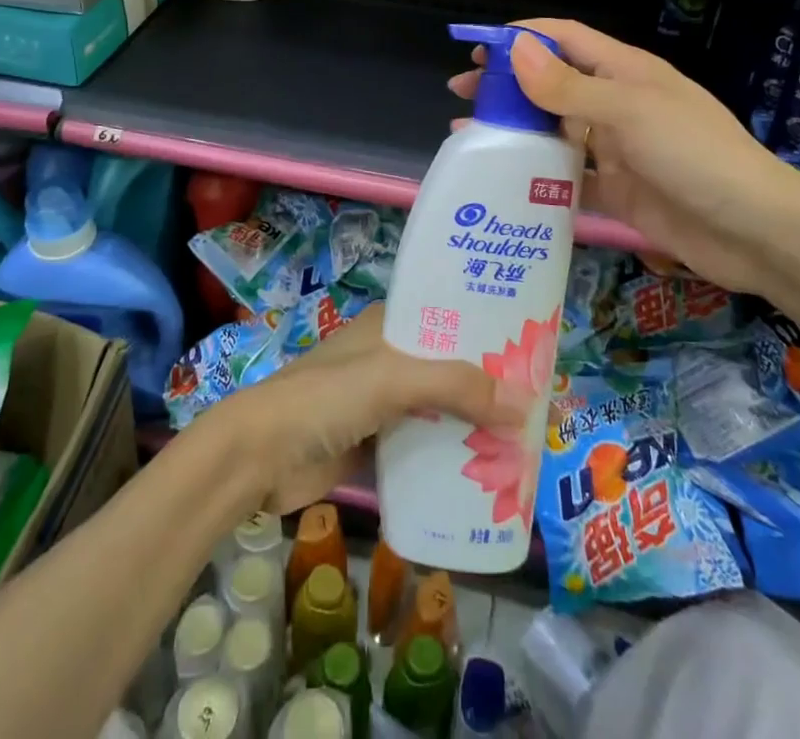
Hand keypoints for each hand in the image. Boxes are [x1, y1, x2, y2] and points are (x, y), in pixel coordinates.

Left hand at [194, 306, 530, 513]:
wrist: (260, 456)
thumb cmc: (326, 397)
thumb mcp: (394, 378)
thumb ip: (457, 386)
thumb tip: (525, 406)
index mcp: (390, 326)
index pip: (450, 319)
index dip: (489, 333)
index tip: (534, 353)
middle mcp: (389, 359)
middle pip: (450, 370)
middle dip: (489, 388)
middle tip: (539, 409)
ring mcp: (382, 404)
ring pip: (440, 412)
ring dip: (473, 427)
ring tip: (524, 445)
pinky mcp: (376, 445)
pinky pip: (424, 448)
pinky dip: (450, 459)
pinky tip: (485, 479)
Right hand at [448, 19, 799, 294]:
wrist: (755, 231)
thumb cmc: (694, 154)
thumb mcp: (629, 111)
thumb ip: (569, 86)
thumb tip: (516, 50)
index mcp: (624, 71)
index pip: (564, 39)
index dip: (521, 38)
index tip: (477, 51)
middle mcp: (616, 104)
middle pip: (552, 84)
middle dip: (508, 86)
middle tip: (461, 95)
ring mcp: (617, 149)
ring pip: (555, 131)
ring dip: (516, 131)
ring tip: (470, 138)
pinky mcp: (617, 190)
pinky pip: (568, 178)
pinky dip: (537, 177)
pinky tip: (504, 183)